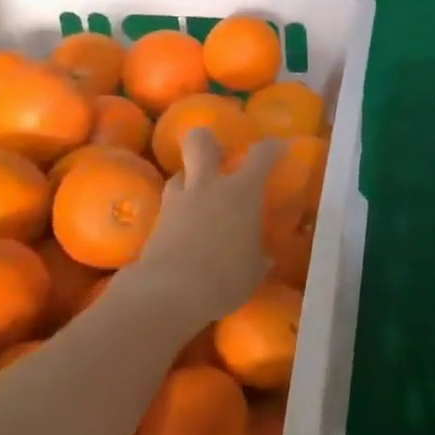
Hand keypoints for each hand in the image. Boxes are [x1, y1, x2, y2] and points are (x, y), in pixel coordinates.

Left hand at [133, 130, 284, 325]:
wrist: (169, 293)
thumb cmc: (225, 278)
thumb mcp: (254, 270)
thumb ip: (258, 255)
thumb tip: (263, 256)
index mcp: (242, 191)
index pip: (262, 155)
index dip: (272, 148)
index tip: (279, 149)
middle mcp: (209, 185)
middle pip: (201, 141)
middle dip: (208, 141)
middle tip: (218, 156)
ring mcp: (178, 201)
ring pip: (180, 174)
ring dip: (190, 182)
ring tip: (199, 201)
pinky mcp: (155, 222)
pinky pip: (170, 206)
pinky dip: (178, 214)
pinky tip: (185, 232)